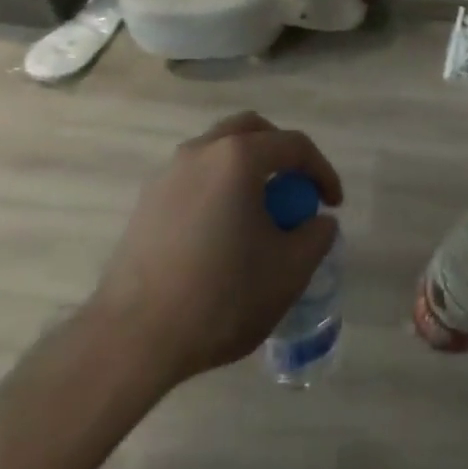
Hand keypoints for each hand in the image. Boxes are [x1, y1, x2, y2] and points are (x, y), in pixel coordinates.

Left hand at [92, 112, 342, 381]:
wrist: (134, 337)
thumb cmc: (222, 296)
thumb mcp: (290, 270)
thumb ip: (317, 236)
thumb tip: (319, 221)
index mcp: (239, 157)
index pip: (295, 146)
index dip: (322, 172)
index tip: (333, 205)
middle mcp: (201, 151)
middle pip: (252, 131)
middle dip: (282, 154)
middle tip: (295, 190)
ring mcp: (168, 173)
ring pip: (219, 150)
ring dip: (247, 169)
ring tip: (260, 212)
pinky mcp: (147, 201)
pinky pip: (195, 176)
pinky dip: (219, 187)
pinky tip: (223, 231)